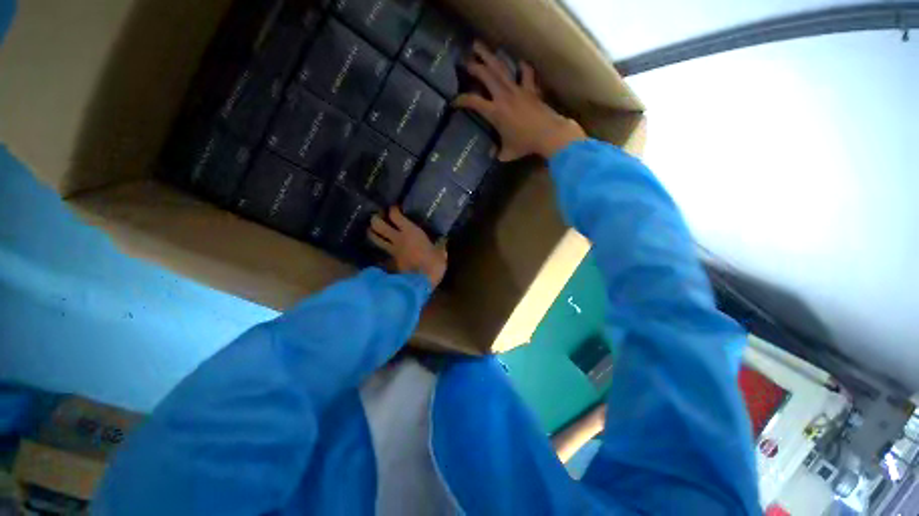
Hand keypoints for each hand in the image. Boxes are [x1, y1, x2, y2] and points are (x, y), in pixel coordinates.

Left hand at [367, 207, 447, 288]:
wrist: (422, 282)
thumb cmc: (434, 264)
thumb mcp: (441, 253)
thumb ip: (440, 245)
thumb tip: (444, 240)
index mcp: (410, 231)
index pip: (395, 215)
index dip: (393, 209)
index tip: (395, 208)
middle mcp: (397, 238)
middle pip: (378, 224)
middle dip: (375, 219)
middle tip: (378, 217)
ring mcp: (392, 250)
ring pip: (375, 238)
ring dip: (371, 232)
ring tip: (372, 229)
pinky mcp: (390, 261)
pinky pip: (382, 250)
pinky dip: (379, 246)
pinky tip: (381, 246)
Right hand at [455, 42, 587, 160]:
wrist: (547, 134)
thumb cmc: (525, 144)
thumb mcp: (508, 153)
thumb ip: (498, 153)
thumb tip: (493, 155)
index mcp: (495, 112)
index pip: (473, 102)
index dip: (462, 100)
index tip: (454, 101)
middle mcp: (503, 96)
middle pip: (486, 76)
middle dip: (474, 67)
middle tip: (466, 61)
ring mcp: (518, 90)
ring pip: (501, 69)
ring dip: (490, 57)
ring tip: (481, 47)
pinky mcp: (530, 89)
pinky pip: (526, 74)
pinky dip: (523, 68)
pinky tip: (520, 63)